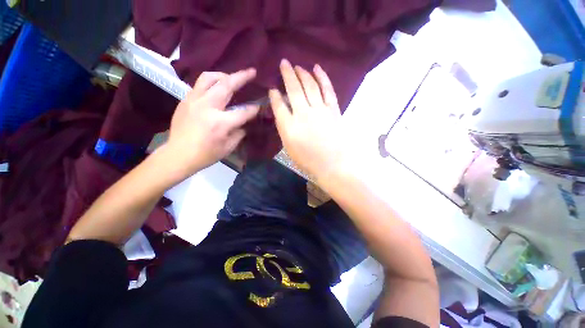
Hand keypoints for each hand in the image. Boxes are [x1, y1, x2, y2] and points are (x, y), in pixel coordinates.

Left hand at [165, 69, 258, 175]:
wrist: (178, 154)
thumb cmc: (206, 154)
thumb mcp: (228, 147)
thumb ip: (239, 132)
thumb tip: (244, 123)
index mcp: (220, 123)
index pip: (243, 112)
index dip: (254, 109)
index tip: (260, 106)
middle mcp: (207, 107)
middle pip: (226, 85)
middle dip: (242, 77)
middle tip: (251, 72)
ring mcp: (194, 100)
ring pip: (209, 78)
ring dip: (223, 75)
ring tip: (231, 77)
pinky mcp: (185, 100)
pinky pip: (200, 85)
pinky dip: (211, 83)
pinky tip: (216, 89)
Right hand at [269, 59, 346, 180]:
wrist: (333, 164)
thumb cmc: (309, 160)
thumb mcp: (289, 148)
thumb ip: (284, 129)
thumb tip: (282, 113)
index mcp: (289, 127)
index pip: (278, 105)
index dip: (274, 95)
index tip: (272, 88)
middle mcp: (303, 114)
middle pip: (293, 89)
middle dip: (287, 74)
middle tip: (284, 63)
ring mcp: (319, 110)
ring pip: (309, 85)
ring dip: (302, 73)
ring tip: (297, 66)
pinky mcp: (333, 109)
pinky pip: (327, 89)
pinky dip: (322, 77)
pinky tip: (317, 68)